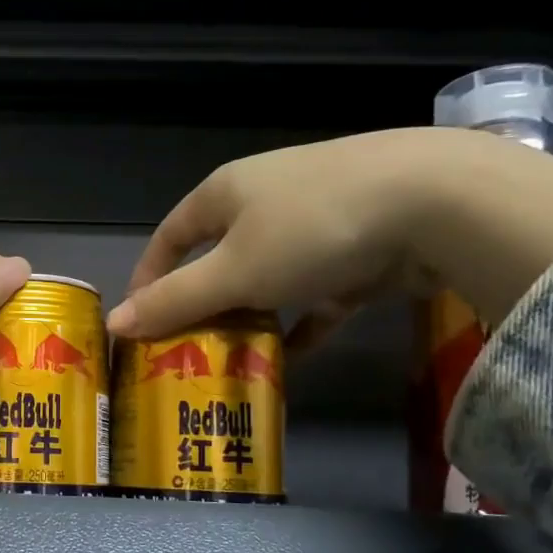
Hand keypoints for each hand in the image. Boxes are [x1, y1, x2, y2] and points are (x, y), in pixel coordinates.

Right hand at [110, 128, 552, 341]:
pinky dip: (301, 322)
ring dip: (251, 316)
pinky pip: (316, 293)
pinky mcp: (360, 247)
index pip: (170, 235)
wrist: (438, 202)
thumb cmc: (311, 229)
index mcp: (227, 192)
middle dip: (202, 303)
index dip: (149, 275)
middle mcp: (266, 199)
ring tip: (233, 359)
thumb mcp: (234, 271)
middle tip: (185, 349)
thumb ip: (175, 300)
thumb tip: (115, 324)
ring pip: (268, 277)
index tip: (137, 319)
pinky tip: (292, 358)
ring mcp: (317, 221)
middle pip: (218, 257)